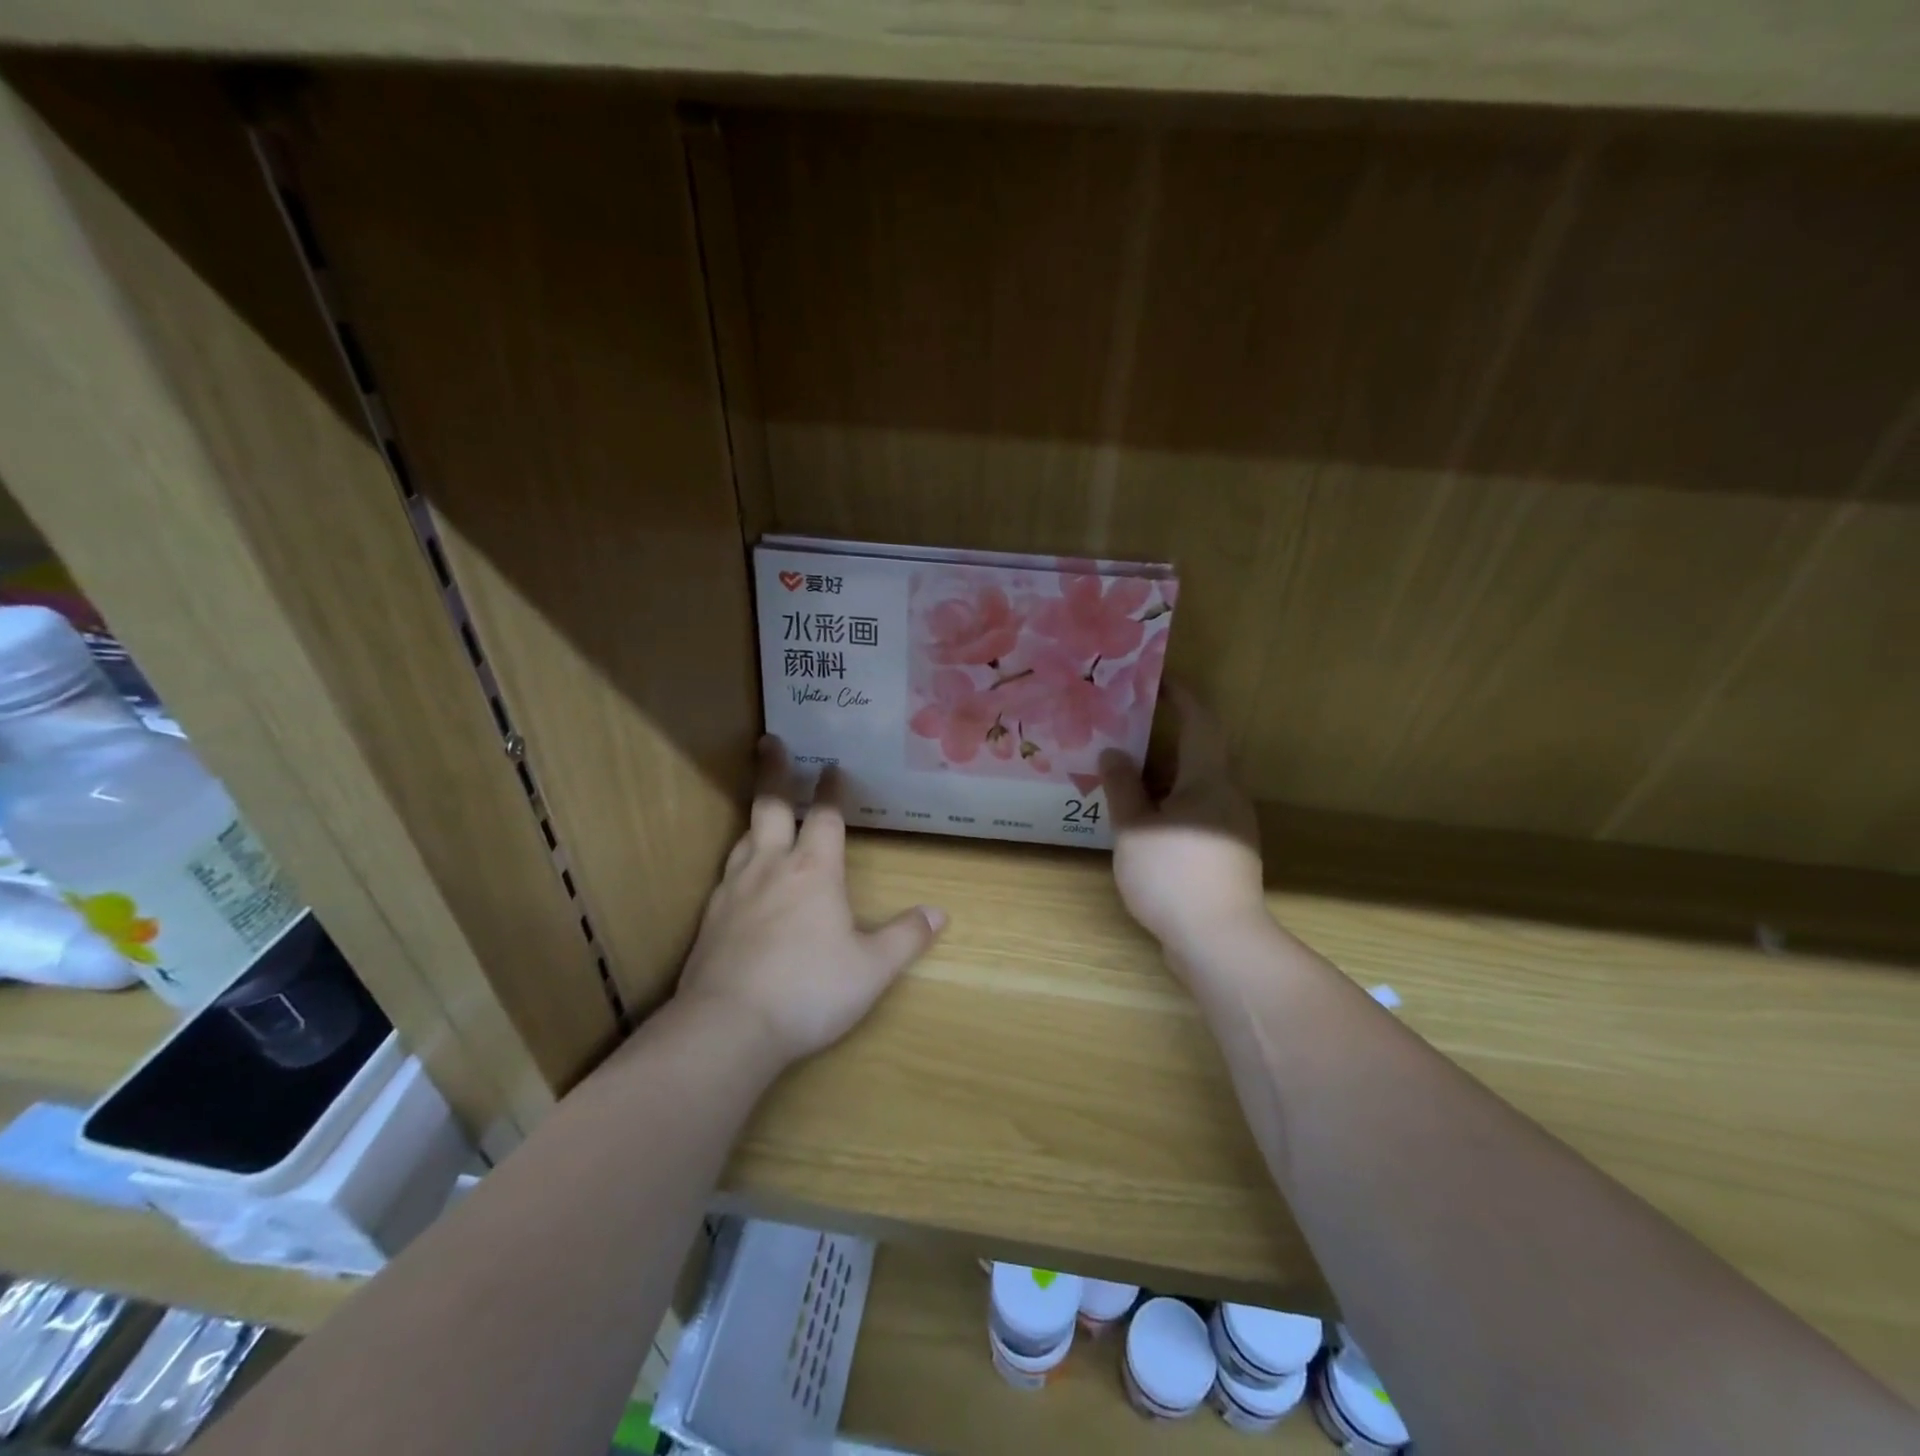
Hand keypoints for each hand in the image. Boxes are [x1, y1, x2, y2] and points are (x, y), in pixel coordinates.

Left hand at [675, 737, 945, 1063]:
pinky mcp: (710, 916)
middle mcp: (771, 867)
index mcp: (814, 871)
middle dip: (775, 771)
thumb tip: (938, 913)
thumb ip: (905, 937)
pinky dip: (741, 858)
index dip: (832, 789)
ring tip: (763, 809)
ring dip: (757, 816)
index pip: (826, 816)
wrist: (728, 1026)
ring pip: (745, 836)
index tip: (834, 766)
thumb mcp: (871, 969)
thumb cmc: (809, 990)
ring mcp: (734, 889)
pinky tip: (742, 874)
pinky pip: (728, 872)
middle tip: (771, 742)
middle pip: (770, 805)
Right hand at [1100, 686, 1267, 960]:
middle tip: (1129, 727)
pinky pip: (1198, 811)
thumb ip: (1122, 788)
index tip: (1157, 680)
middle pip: (1202, 752)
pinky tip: (1144, 816)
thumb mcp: (1134, 828)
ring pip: (1198, 785)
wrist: (1219, 941)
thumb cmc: (1173, 875)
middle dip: (1169, 735)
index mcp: (1209, 779)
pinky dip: (1171, 802)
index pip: (1201, 722)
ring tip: (1128, 772)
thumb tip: (1113, 753)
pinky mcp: (1227, 854)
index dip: (1182, 696)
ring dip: (1167, 773)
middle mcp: (1228, 795)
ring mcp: (1232, 826)